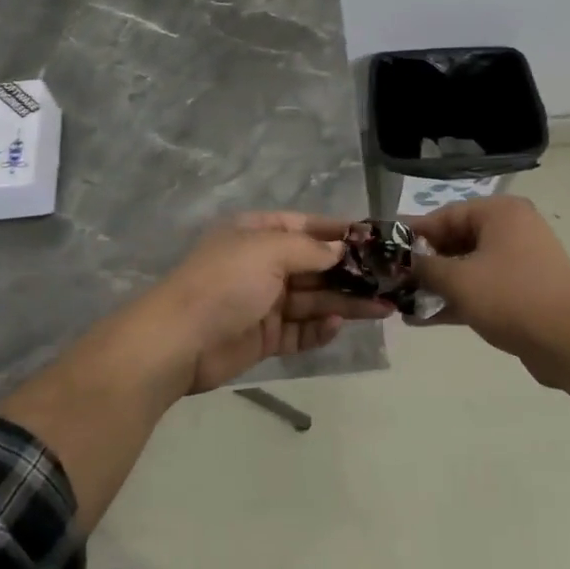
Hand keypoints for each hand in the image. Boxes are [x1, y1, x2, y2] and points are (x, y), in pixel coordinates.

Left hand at [149, 213, 394, 392]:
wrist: (179, 341)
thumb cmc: (226, 283)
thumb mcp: (268, 251)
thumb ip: (309, 249)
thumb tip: (340, 250)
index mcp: (257, 233)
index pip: (305, 226)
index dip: (338, 232)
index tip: (374, 239)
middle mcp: (262, 264)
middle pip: (315, 265)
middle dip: (350, 272)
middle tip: (390, 280)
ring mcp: (263, 302)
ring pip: (313, 299)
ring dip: (346, 302)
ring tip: (384, 307)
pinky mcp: (264, 337)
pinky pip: (299, 330)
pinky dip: (319, 329)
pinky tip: (338, 325)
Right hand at [407, 196, 569, 385]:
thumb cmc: (511, 297)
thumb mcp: (458, 280)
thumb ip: (424, 267)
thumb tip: (399, 262)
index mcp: (500, 213)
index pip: (444, 215)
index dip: (411, 234)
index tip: (382, 250)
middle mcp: (511, 230)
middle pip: (455, 241)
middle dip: (423, 263)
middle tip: (389, 279)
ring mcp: (519, 262)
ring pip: (466, 267)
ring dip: (435, 285)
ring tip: (400, 301)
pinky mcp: (522, 292)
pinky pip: (480, 289)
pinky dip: (455, 300)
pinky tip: (422, 318)